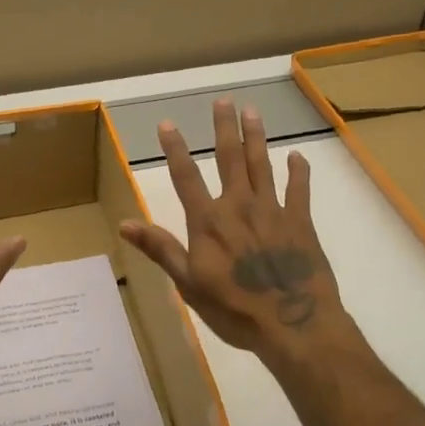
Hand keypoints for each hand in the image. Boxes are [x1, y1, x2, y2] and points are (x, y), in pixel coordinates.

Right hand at [119, 98, 343, 360]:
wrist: (294, 324)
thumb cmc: (235, 309)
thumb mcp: (188, 284)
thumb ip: (161, 249)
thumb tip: (124, 223)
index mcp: (209, 221)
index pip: (186, 177)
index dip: (175, 149)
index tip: (167, 123)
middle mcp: (239, 206)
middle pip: (230, 159)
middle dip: (224, 128)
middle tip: (223, 101)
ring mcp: (273, 211)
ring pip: (262, 165)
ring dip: (256, 137)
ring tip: (253, 111)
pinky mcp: (300, 222)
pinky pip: (299, 190)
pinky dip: (298, 171)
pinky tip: (297, 155)